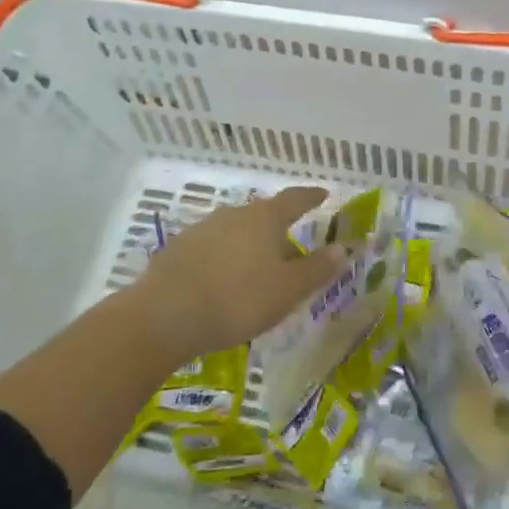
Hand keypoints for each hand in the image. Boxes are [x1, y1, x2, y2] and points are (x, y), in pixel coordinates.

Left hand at [126, 187, 346, 365]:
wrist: (164, 315)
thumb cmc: (238, 299)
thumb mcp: (287, 290)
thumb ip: (317, 268)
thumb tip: (344, 247)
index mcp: (265, 218)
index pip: (295, 199)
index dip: (311, 197)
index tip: (324, 194)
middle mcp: (235, 214)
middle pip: (263, 215)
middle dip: (279, 229)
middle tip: (291, 248)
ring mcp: (203, 229)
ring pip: (236, 231)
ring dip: (249, 245)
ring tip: (257, 269)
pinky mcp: (179, 249)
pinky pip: (212, 249)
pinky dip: (224, 259)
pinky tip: (222, 282)